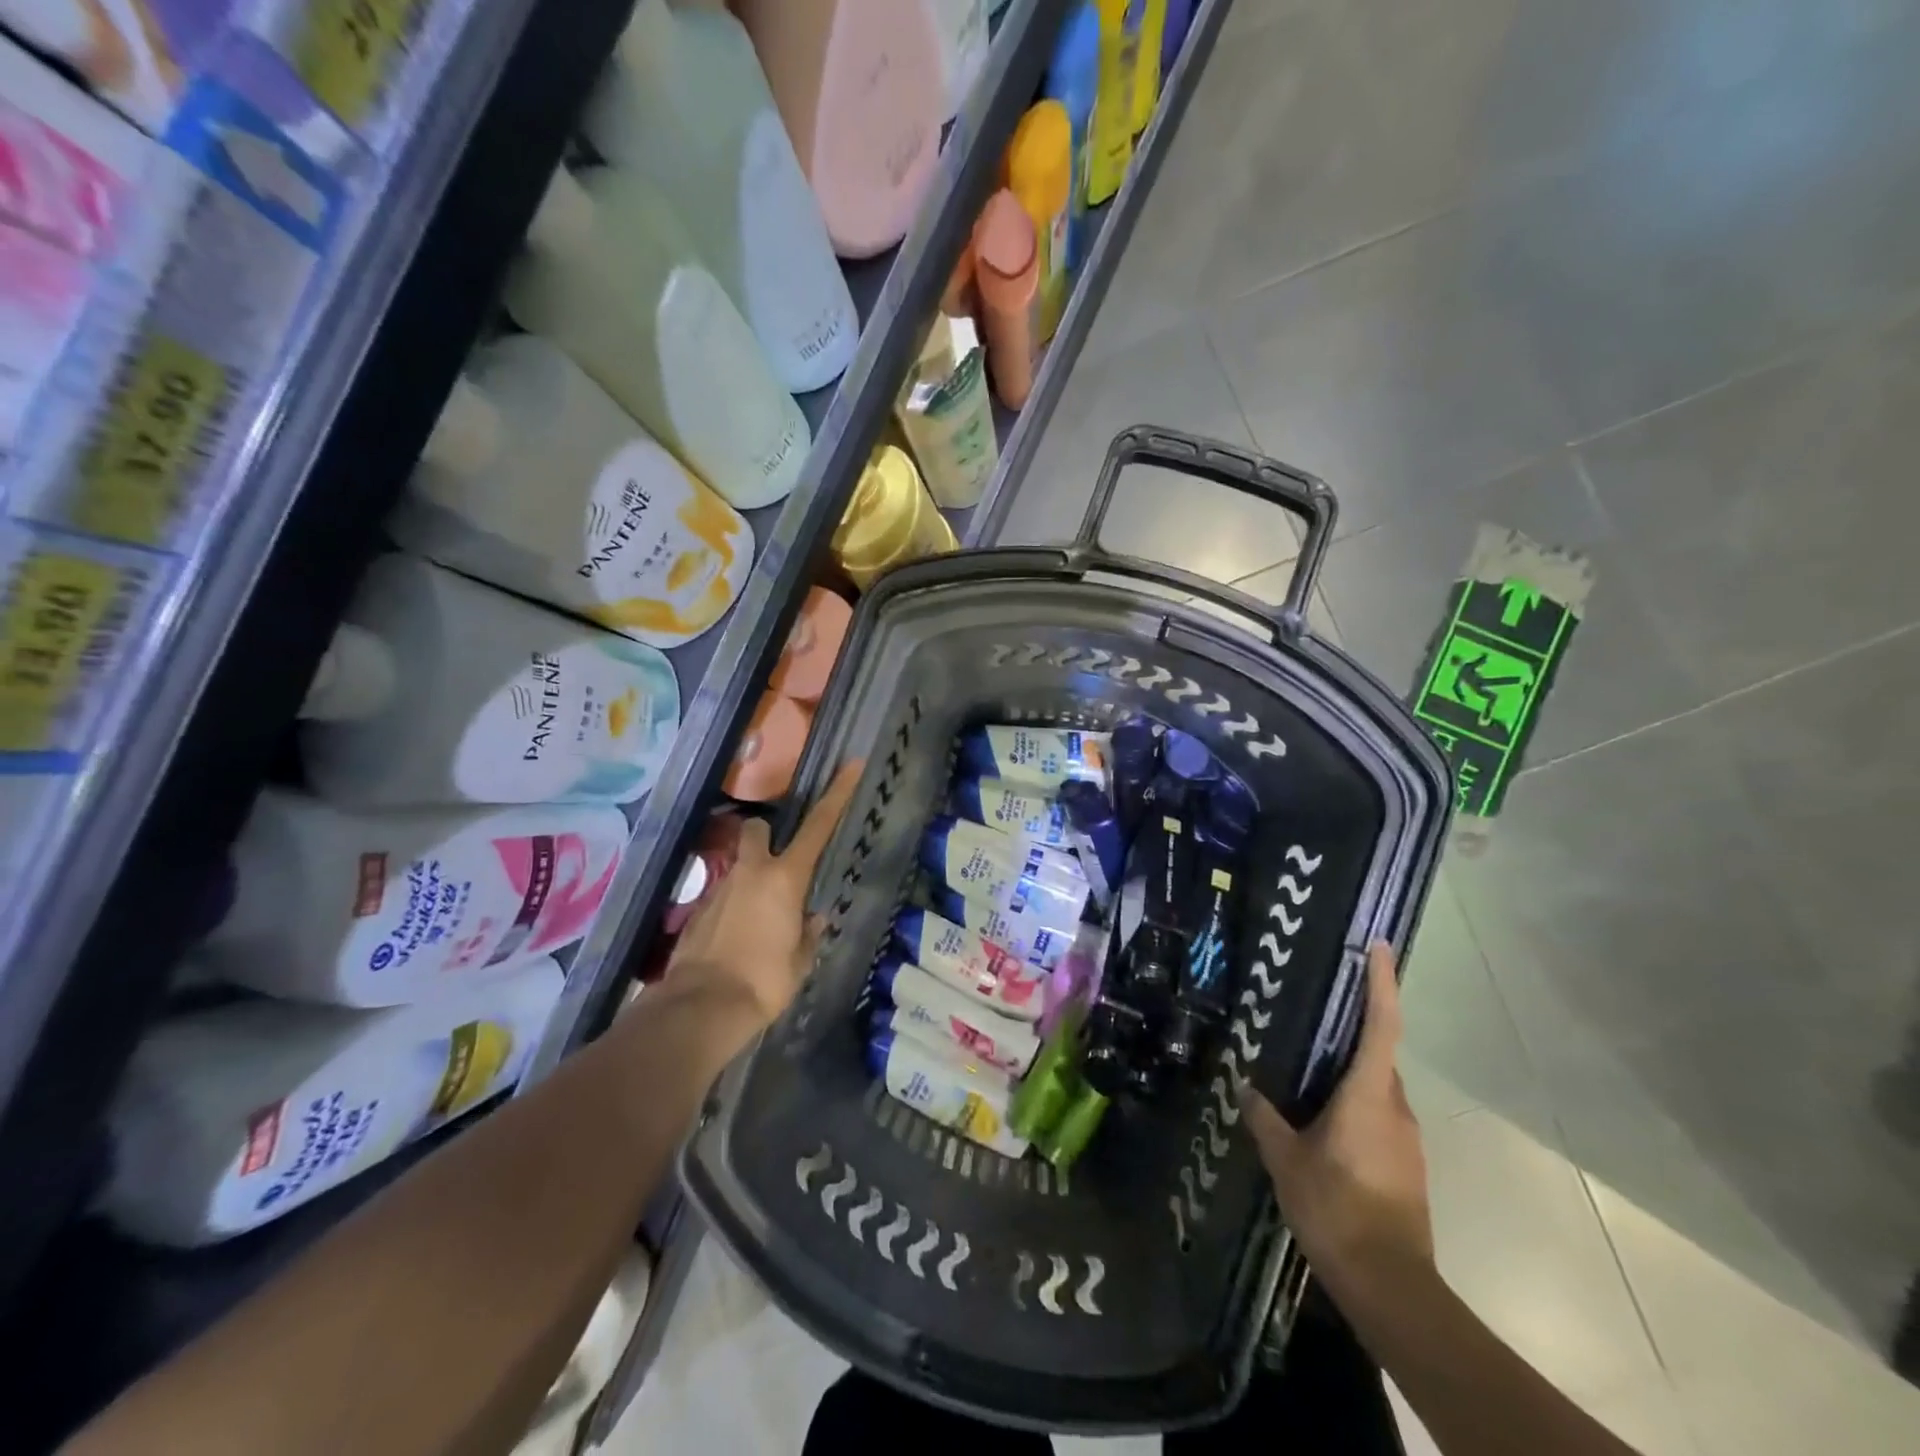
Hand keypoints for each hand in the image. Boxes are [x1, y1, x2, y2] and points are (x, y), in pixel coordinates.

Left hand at [665, 760, 863, 1027]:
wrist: (700, 1008)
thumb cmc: (764, 981)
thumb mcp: (800, 961)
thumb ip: (809, 934)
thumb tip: (813, 919)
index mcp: (785, 878)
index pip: (819, 826)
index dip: (837, 794)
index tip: (850, 765)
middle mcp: (751, 873)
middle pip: (757, 828)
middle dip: (767, 835)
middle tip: (778, 862)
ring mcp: (719, 889)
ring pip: (739, 865)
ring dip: (750, 879)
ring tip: (759, 919)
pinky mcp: (696, 911)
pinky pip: (722, 896)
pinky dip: (732, 908)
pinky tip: (736, 940)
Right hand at [1242, 942, 1433, 1300]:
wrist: (1390, 1285)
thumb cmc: (1336, 1208)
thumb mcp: (1286, 1159)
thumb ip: (1265, 1118)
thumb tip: (1246, 1088)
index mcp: (1369, 1095)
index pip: (1382, 1025)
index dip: (1383, 983)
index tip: (1380, 948)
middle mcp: (1395, 1108)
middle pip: (1378, 1056)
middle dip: (1352, 1033)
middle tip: (1314, 1016)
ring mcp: (1406, 1140)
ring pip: (1377, 1090)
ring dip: (1349, 1075)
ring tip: (1307, 1073)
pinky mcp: (1406, 1165)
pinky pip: (1378, 1117)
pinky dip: (1353, 1106)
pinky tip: (1321, 1123)